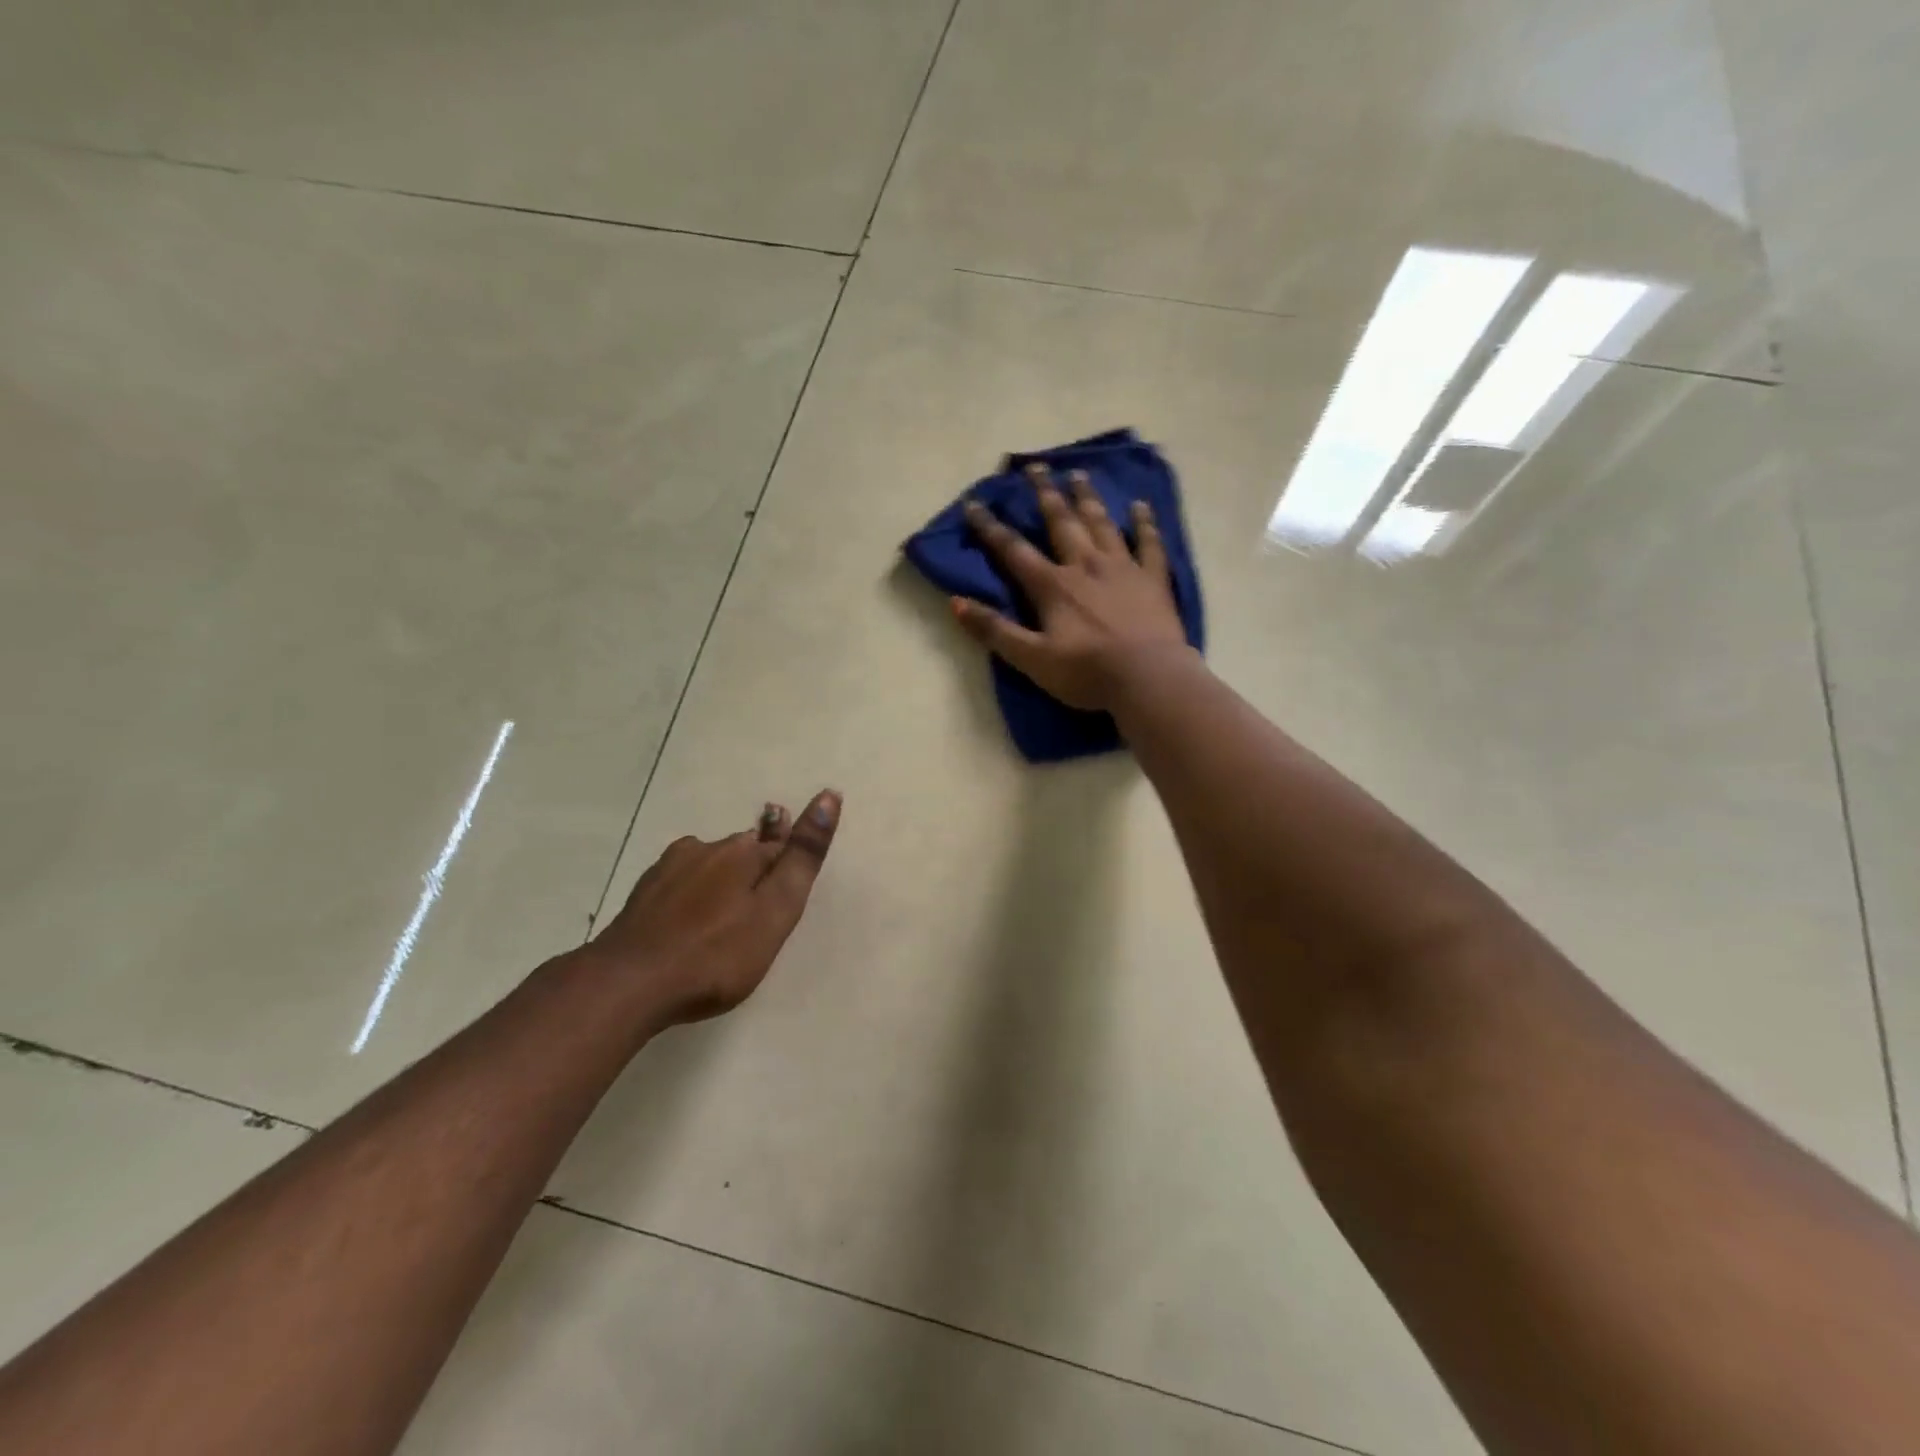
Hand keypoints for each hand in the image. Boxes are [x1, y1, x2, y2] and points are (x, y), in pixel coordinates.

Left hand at [589, 789, 841, 1025]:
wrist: (628, 984)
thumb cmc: (716, 954)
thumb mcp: (776, 910)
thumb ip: (803, 857)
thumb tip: (829, 795)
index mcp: (744, 852)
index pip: (782, 845)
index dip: (790, 866)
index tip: (788, 894)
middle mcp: (707, 848)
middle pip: (745, 852)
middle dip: (757, 873)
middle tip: (760, 915)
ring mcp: (670, 867)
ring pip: (711, 865)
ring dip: (722, 884)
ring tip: (726, 921)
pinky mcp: (645, 892)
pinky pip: (682, 883)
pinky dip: (692, 898)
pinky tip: (689, 923)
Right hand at [955, 462, 1191, 710]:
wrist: (1148, 679)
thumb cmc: (1087, 673)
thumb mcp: (1031, 659)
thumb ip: (995, 630)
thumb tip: (956, 602)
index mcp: (1053, 586)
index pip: (1013, 551)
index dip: (990, 528)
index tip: (973, 503)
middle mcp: (1085, 566)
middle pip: (1061, 522)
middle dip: (1045, 494)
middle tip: (1035, 467)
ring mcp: (1123, 569)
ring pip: (1102, 524)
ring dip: (1088, 498)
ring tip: (1078, 474)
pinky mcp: (1153, 580)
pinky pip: (1149, 544)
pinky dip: (1144, 523)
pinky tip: (1140, 506)